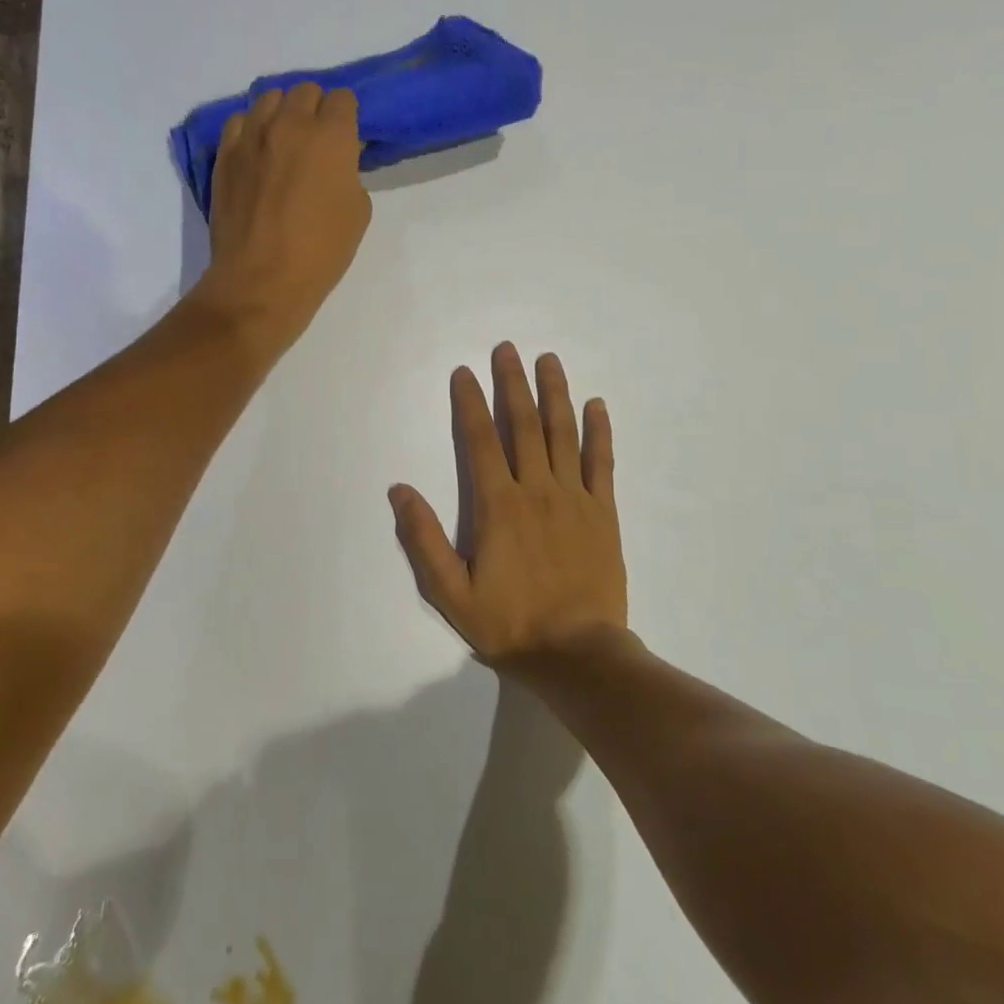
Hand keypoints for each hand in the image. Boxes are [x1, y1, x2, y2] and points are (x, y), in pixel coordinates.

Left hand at [192, 82, 371, 357]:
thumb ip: (350, 172)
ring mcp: (251, 136)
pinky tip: (258, 153)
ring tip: (285, 142)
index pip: (343, 98)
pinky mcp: (225, 154)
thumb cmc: (320, 251)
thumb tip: (337, 160)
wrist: (261, 279)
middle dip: (316, 109)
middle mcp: (289, 124)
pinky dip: (252, 129)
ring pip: (269, 98)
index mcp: (330, 136)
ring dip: (282, 113)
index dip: (347, 116)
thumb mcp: (358, 211)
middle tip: (318, 141)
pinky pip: (240, 121)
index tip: (347, 138)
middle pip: (305, 90)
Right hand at [390, 343, 626, 665]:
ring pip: (563, 433)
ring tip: (548, 360)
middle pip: (523, 424)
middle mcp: (537, 489)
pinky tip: (596, 405)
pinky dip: (599, 431)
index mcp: (498, 505)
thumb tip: (399, 490)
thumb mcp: (451, 592)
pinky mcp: (604, 512)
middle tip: (507, 348)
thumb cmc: (510, 624)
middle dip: (512, 383)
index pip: (480, 440)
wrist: (578, 654)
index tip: (464, 371)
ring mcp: (575, 497)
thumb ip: (424, 539)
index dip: (470, 402)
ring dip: (554, 393)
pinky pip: (602, 462)